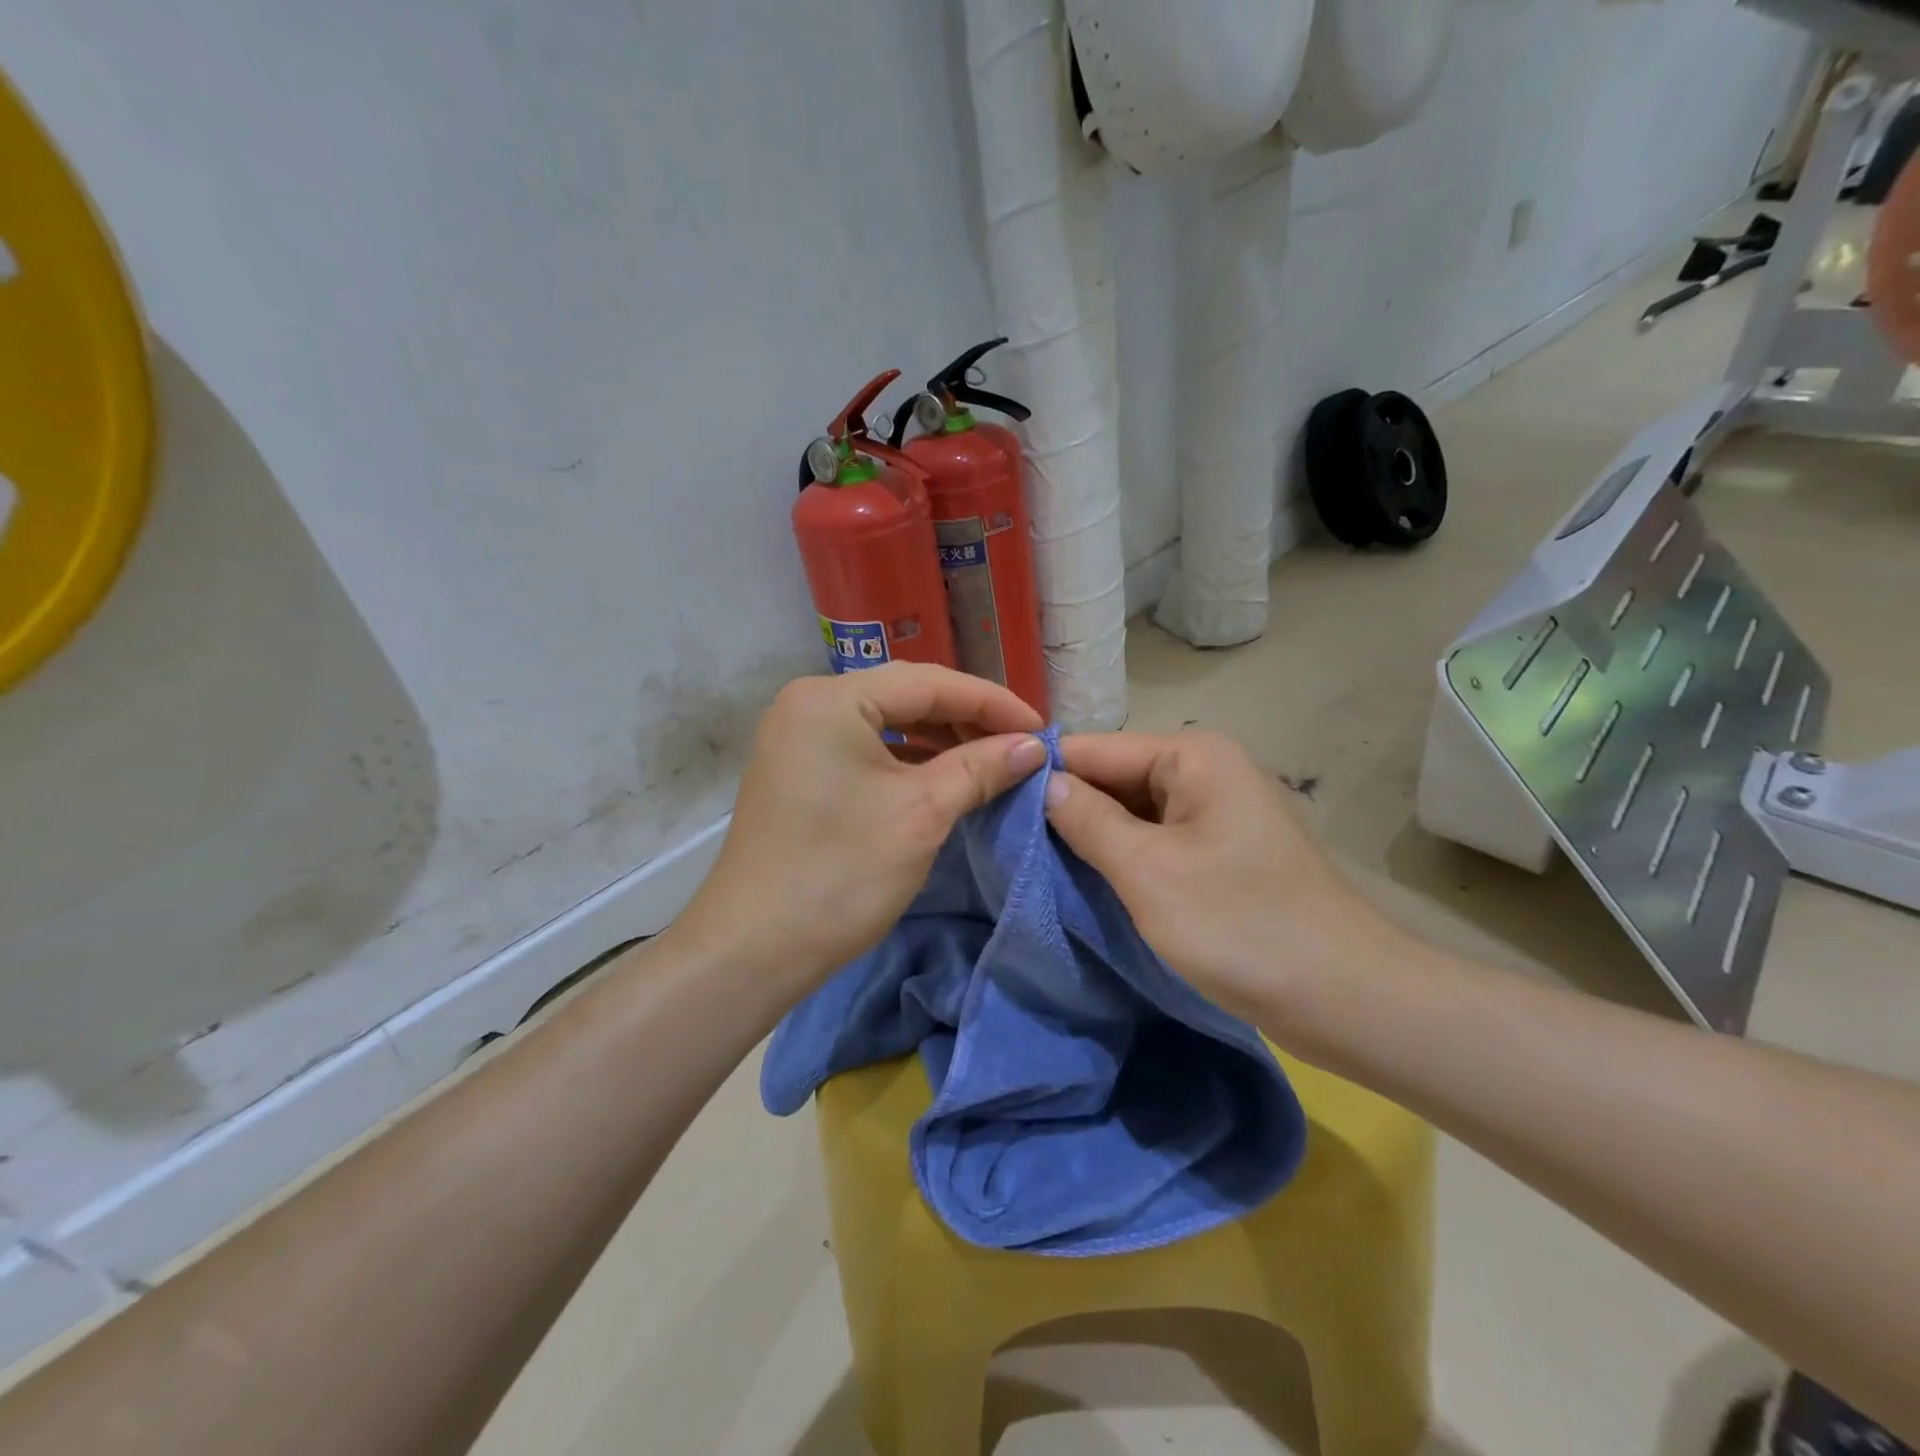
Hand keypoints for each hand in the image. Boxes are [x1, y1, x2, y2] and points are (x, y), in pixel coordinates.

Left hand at [672, 663, 1044, 990]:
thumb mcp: (922, 814)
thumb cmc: (841, 874)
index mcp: (832, 699)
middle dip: (967, 718)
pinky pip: (865, 748)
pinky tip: (942, 776)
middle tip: (1019, 745)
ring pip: (887, 722)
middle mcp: (809, 703)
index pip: (930, 683)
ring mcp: (798, 736)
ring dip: (940, 739)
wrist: (753, 949)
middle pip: (907, 696)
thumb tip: (1033, 746)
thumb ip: (981, 768)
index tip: (1041, 730)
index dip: (993, 703)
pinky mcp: (798, 768)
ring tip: (990, 761)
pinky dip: (908, 759)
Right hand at [1044, 730, 1407, 1042]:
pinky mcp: (1221, 850)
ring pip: (1133, 813)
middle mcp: (1205, 770)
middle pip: (1114, 778)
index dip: (1044, 777)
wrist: (1345, 998)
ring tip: (1036, 864)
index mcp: (1192, 755)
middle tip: (1008, 846)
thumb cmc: (1239, 925)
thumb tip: (1042, 783)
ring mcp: (1216, 811)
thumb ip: (1087, 820)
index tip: (992, 807)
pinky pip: (1157, 840)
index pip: (1095, 749)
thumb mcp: (1147, 871)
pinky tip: (1089, 880)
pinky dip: (1124, 858)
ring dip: (1094, 838)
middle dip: (1068, 810)